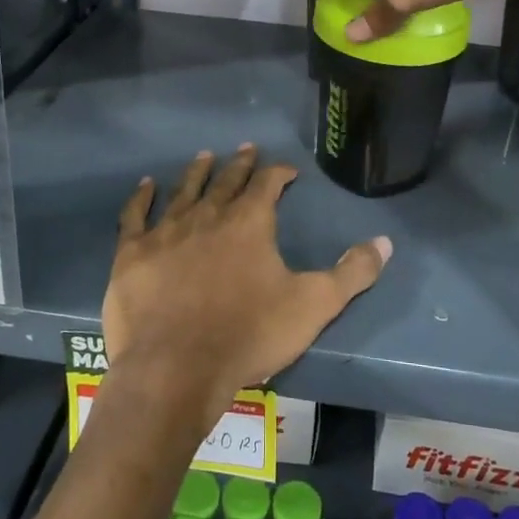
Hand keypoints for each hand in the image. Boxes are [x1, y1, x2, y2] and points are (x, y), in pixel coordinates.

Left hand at [105, 145, 390, 428]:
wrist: (176, 368)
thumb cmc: (249, 335)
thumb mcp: (314, 306)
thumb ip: (352, 273)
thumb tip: (385, 242)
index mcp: (249, 222)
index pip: (268, 183)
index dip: (279, 173)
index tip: (288, 171)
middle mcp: (208, 215)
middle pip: (226, 180)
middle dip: (239, 165)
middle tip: (245, 150)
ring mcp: (166, 231)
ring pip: (184, 190)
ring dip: (196, 172)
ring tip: (204, 156)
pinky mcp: (133, 253)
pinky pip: (135, 215)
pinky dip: (141, 198)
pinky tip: (145, 185)